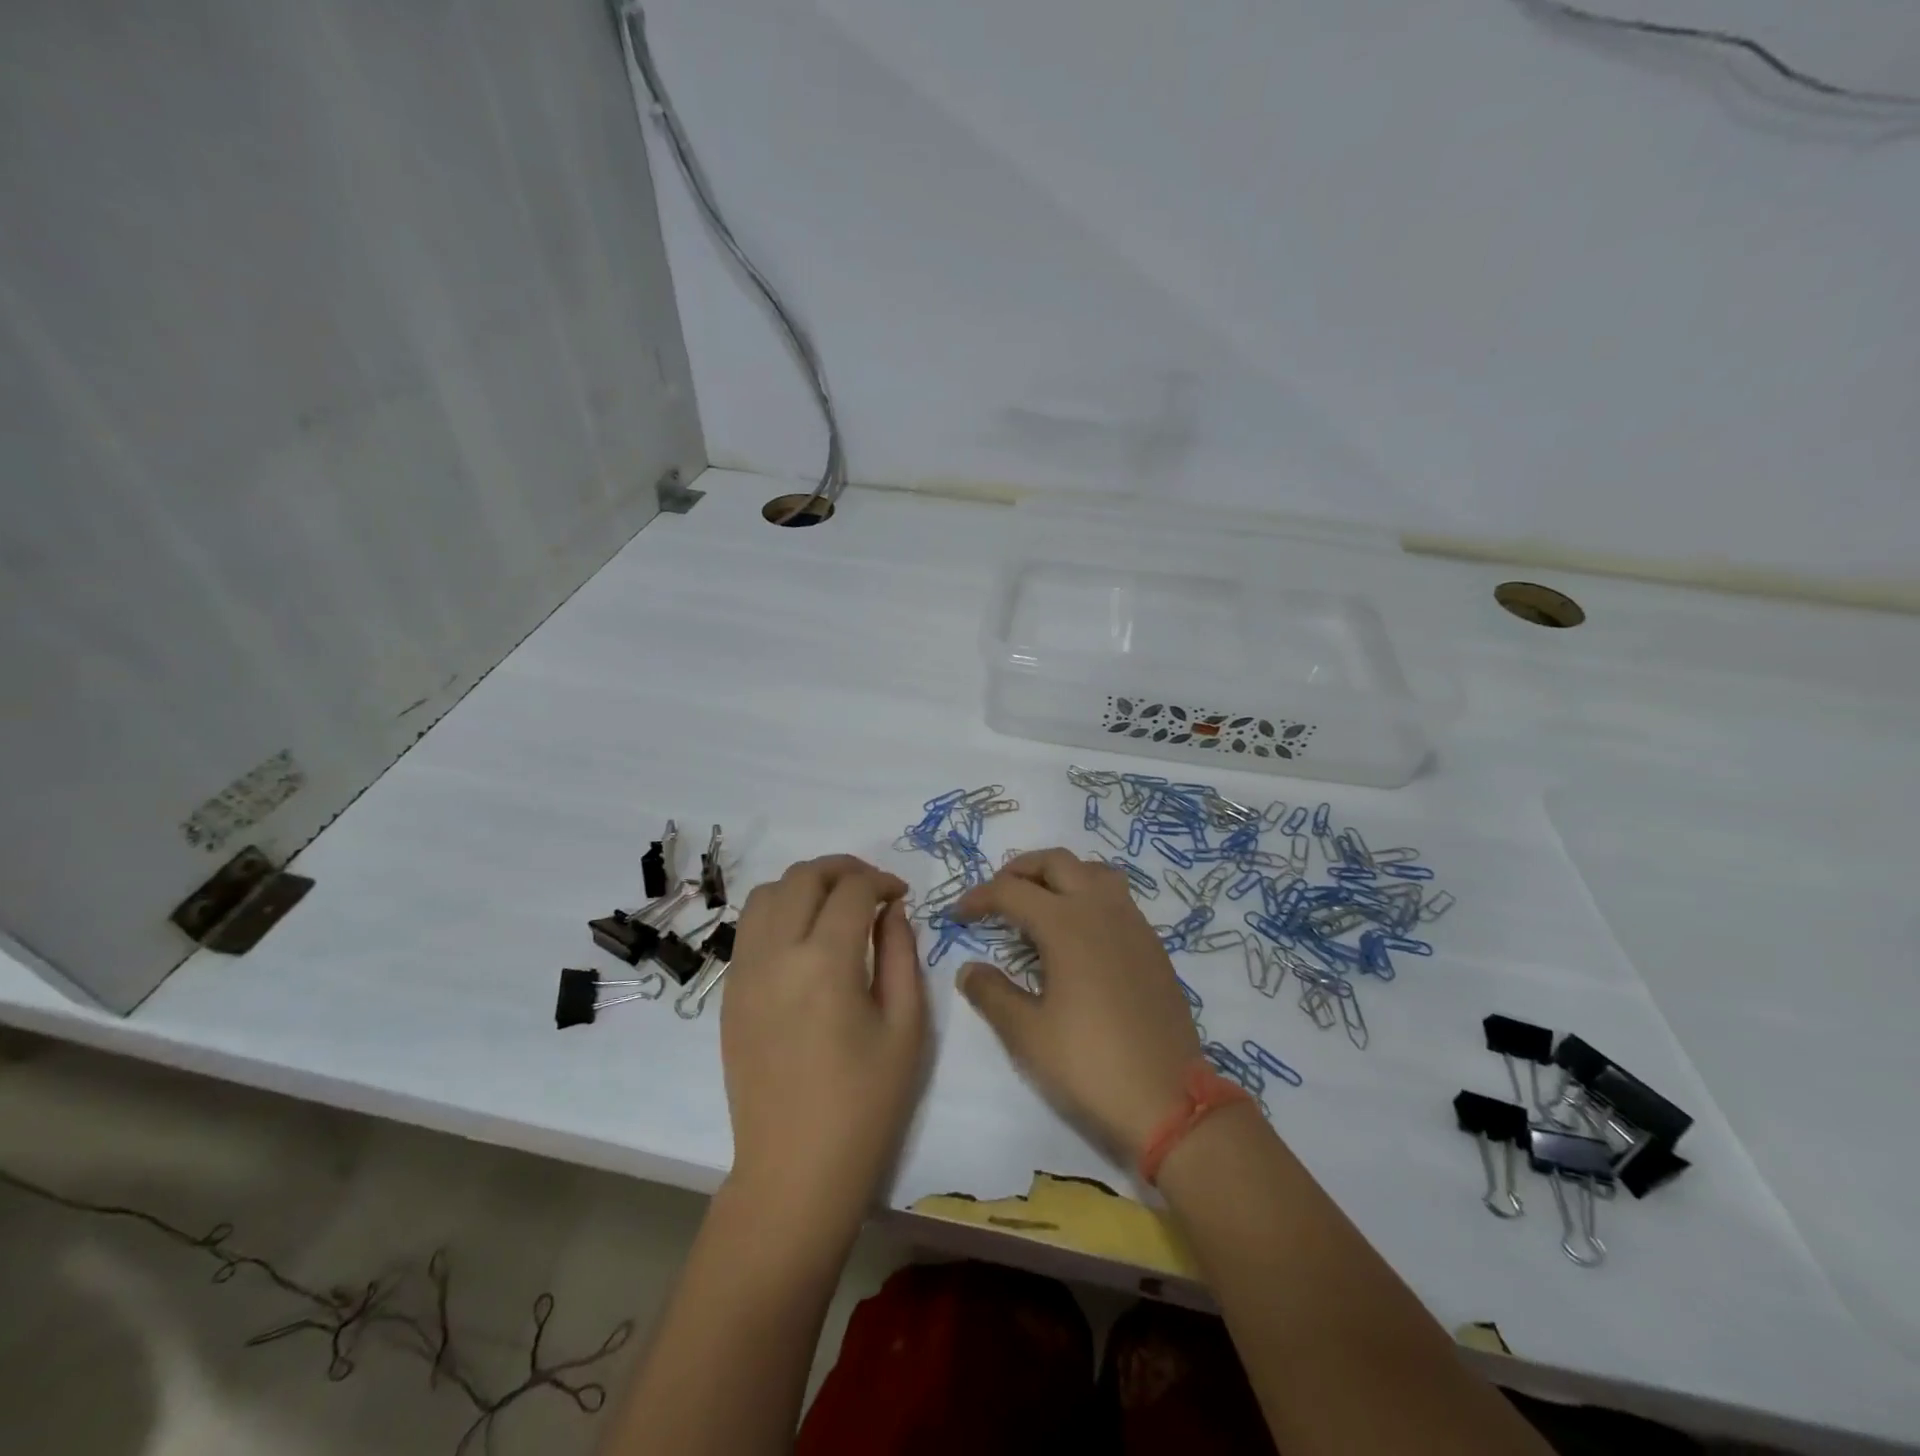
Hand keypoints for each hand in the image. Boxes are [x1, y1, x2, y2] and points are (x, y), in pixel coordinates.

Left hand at [722, 856, 928, 1236]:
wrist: (795, 1169)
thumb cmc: (865, 1103)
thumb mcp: (905, 1026)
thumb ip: (900, 954)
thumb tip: (890, 911)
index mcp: (825, 963)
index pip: (852, 890)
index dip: (882, 880)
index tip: (900, 894)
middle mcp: (776, 955)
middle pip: (803, 877)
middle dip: (843, 869)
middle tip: (872, 888)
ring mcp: (744, 972)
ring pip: (766, 893)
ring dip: (805, 884)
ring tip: (834, 904)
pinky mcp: (730, 992)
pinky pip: (749, 927)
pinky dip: (779, 911)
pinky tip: (804, 936)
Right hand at [952, 849, 1200, 1163]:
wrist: (1168, 1100)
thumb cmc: (1089, 1064)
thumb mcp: (1027, 1034)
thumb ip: (992, 994)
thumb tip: (969, 969)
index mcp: (1066, 924)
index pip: (1011, 891)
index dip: (979, 897)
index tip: (958, 915)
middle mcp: (1101, 909)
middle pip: (1056, 862)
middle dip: (1020, 870)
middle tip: (998, 895)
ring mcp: (1133, 924)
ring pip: (1093, 871)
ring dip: (1060, 875)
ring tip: (1040, 903)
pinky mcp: (1153, 945)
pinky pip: (1117, 898)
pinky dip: (1089, 896)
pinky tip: (1079, 935)